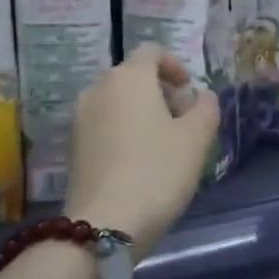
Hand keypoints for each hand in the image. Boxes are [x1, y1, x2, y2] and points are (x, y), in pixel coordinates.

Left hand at [66, 43, 219, 257]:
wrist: (103, 226)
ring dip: (140, 111)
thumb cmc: (156, 172)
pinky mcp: (72, 146)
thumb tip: (203, 95)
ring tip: (161, 143)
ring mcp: (80, 118)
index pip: (152, 52)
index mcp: (129, 77)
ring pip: (116, 101)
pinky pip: (103, 124)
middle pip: (132, 76)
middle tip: (181, 120)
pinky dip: (122, 130)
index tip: (189, 92)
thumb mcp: (196, 139)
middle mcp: (99, 88)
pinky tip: (138, 161)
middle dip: (159, 91)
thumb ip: (206, 108)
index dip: (174, 65)